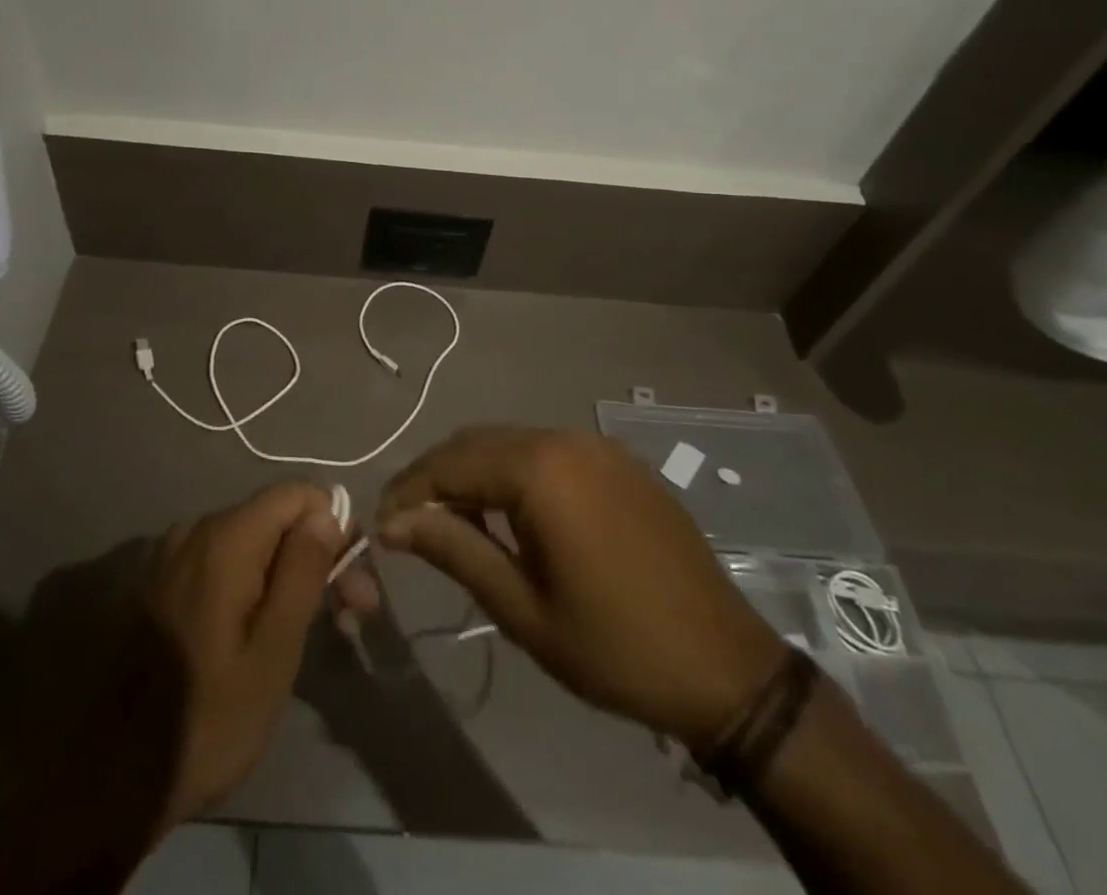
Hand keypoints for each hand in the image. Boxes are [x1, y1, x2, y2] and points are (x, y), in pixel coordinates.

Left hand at [143, 481, 359, 828]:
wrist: (109, 779)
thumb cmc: (205, 721)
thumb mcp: (273, 653)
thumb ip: (302, 572)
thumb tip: (327, 512)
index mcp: (226, 538)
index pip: (297, 494)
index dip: (335, 525)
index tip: (353, 582)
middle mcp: (197, 529)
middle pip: (275, 517)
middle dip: (317, 555)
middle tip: (351, 615)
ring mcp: (173, 553)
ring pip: (251, 540)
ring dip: (287, 572)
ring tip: (313, 630)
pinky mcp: (161, 580)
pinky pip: (221, 561)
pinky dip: (252, 582)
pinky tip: (263, 629)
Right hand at [378, 427, 784, 751]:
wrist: (727, 667)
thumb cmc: (615, 646)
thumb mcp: (523, 608)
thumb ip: (454, 550)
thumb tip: (392, 523)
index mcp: (540, 468)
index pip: (449, 463)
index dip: (408, 491)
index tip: (379, 524)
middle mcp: (565, 438)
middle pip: (477, 443)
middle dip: (436, 477)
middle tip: (408, 522)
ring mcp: (597, 444)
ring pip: (511, 442)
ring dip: (474, 473)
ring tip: (452, 521)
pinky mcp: (618, 461)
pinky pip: (548, 451)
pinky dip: (514, 472)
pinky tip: (510, 512)